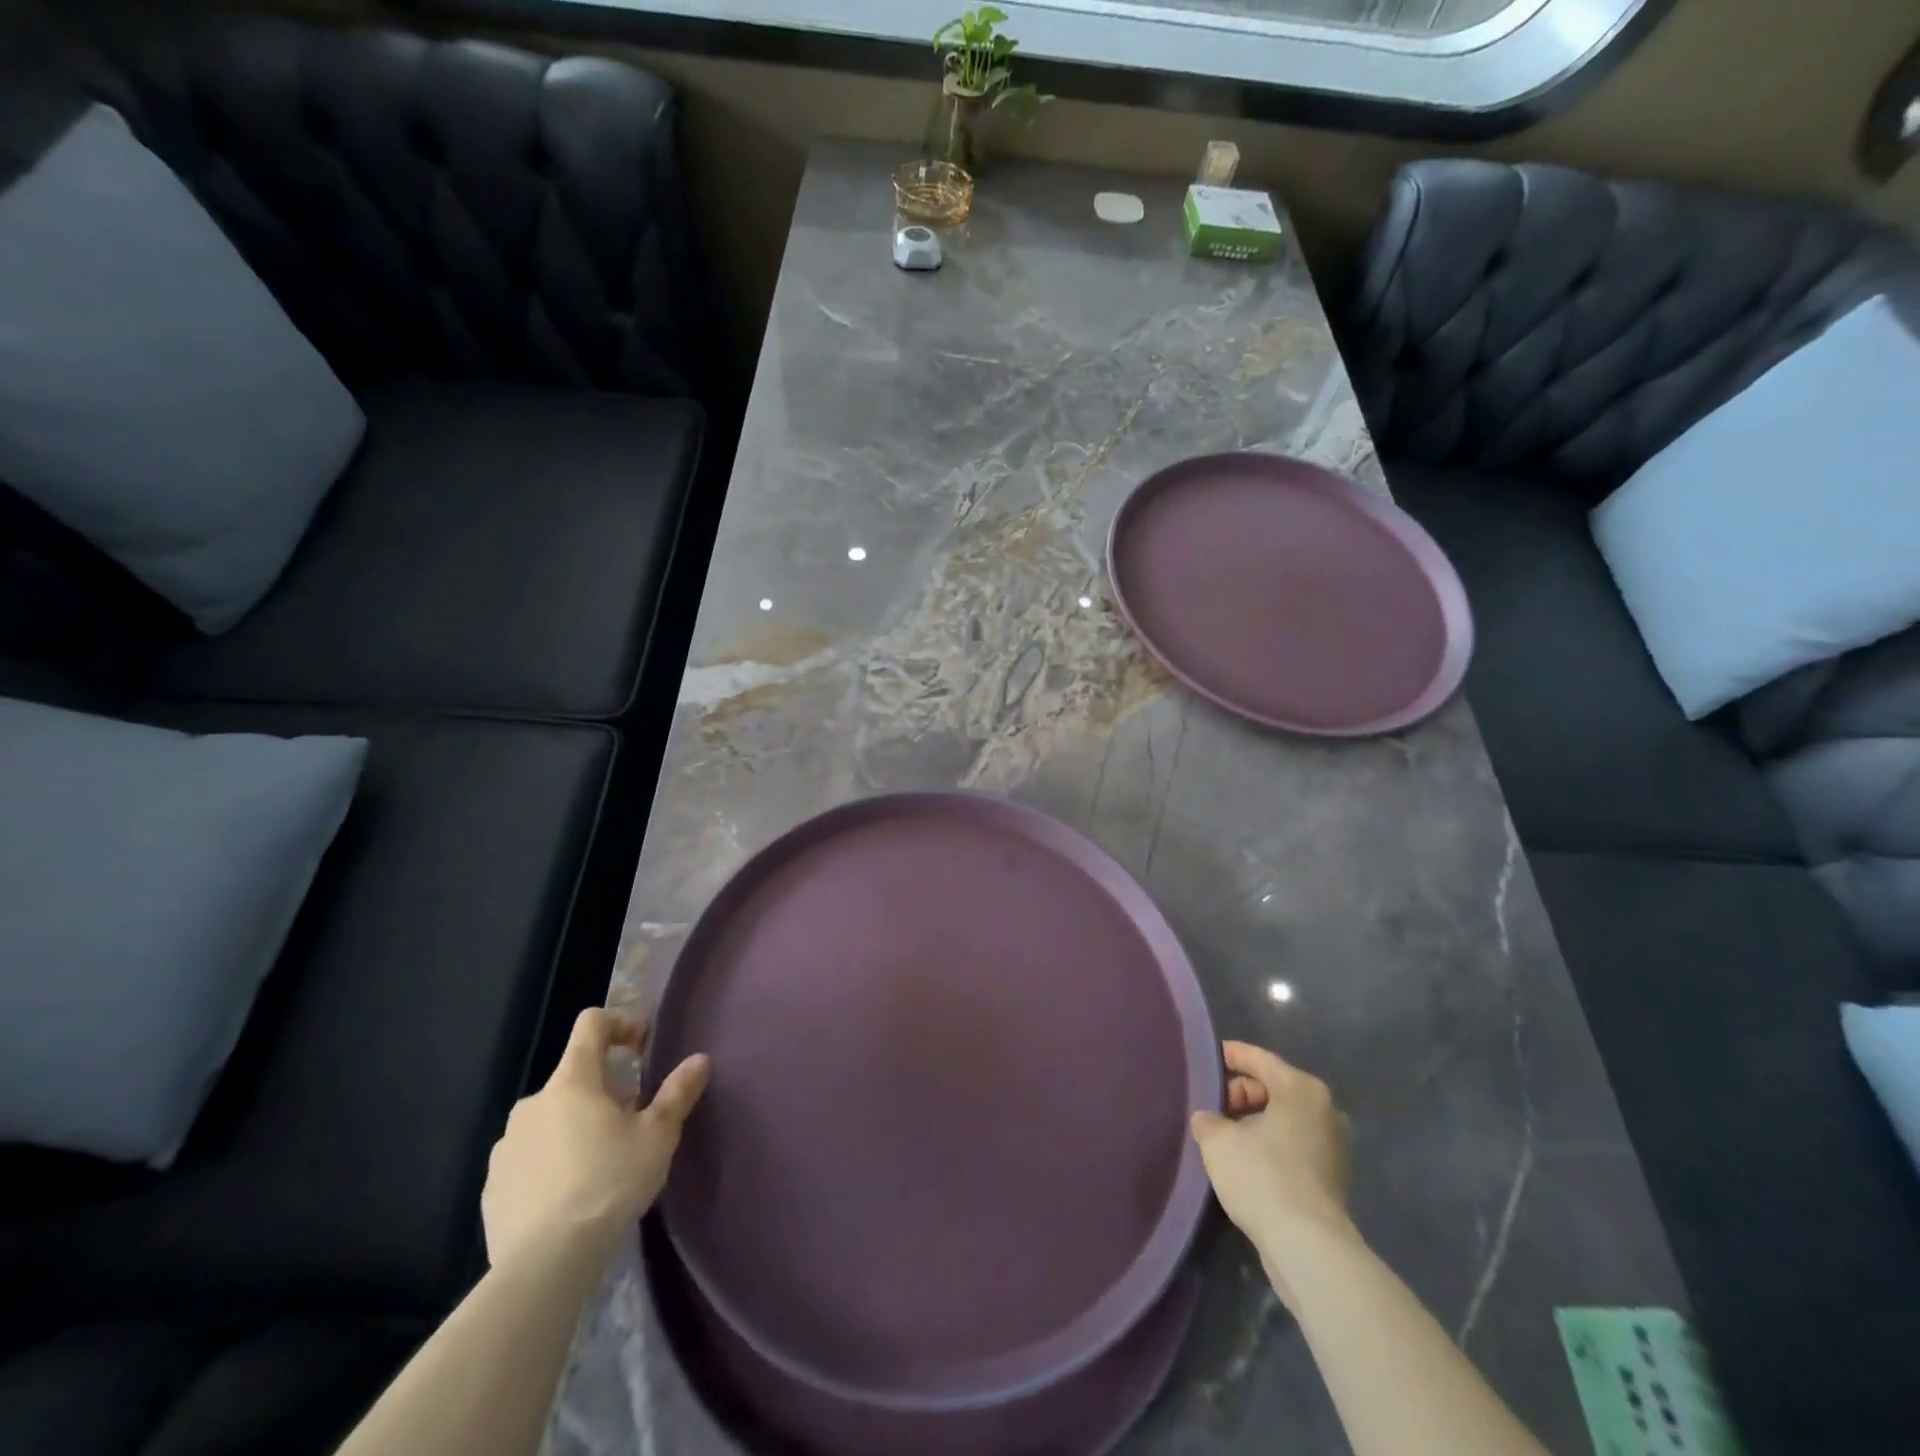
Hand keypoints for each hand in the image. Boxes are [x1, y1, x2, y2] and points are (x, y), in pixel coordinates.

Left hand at [482, 1008, 709, 1274]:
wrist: (545, 1264)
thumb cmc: (609, 1183)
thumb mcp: (658, 1136)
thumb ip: (678, 1092)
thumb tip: (699, 1059)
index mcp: (573, 1081)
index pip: (591, 1024)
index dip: (620, 1023)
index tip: (641, 1048)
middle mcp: (533, 1103)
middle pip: (574, 1078)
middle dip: (603, 1091)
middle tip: (630, 1122)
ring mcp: (506, 1146)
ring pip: (549, 1120)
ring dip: (575, 1127)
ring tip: (600, 1165)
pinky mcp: (492, 1186)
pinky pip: (528, 1159)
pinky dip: (550, 1164)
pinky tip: (570, 1197)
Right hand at [1190, 1041, 1354, 1306]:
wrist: (1308, 1247)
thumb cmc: (1262, 1176)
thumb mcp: (1218, 1140)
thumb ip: (1208, 1120)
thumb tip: (1208, 1120)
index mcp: (1301, 1089)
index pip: (1260, 1059)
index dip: (1231, 1055)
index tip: (1209, 1057)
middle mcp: (1324, 1110)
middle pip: (1274, 1088)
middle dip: (1241, 1093)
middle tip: (1212, 1106)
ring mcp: (1333, 1146)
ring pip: (1284, 1120)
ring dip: (1255, 1122)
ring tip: (1224, 1134)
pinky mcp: (1332, 1179)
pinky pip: (1293, 1146)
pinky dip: (1270, 1145)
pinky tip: (1245, 1160)